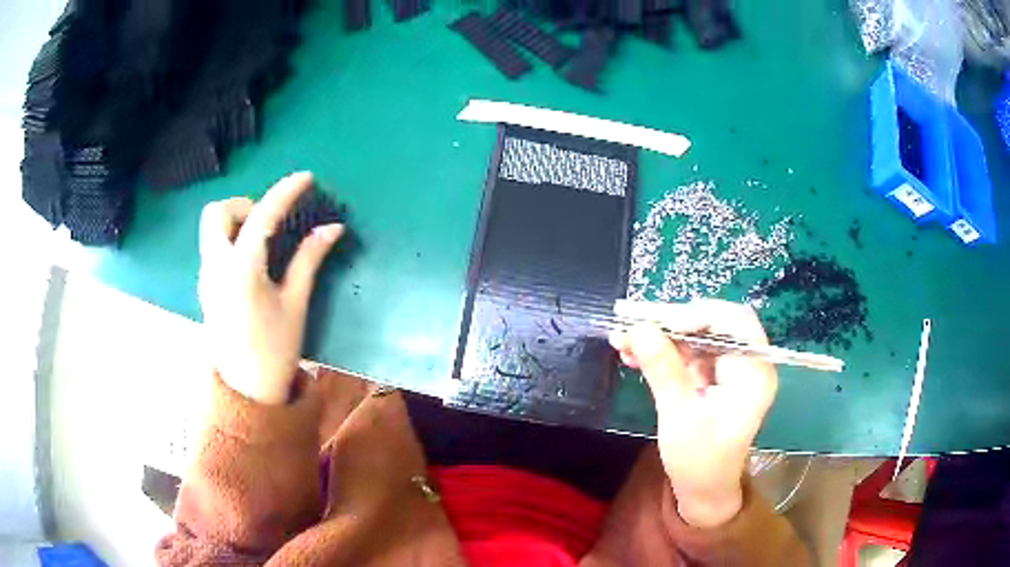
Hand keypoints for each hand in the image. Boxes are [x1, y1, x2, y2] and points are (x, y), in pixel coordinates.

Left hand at [198, 172, 343, 404]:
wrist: (246, 392)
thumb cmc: (274, 351)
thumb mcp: (295, 304)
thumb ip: (309, 260)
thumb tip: (331, 228)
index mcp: (241, 270)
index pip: (262, 215)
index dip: (285, 191)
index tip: (306, 178)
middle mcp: (215, 266)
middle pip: (218, 212)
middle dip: (244, 205)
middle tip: (269, 222)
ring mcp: (206, 277)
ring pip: (211, 229)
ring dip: (236, 221)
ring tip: (263, 242)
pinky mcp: (205, 288)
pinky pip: (213, 247)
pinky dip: (230, 240)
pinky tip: (251, 263)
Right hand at [609, 299, 777, 527]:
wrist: (703, 490)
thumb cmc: (699, 461)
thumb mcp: (679, 416)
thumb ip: (663, 370)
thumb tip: (638, 328)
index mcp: (754, 372)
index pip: (733, 322)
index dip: (696, 315)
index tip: (656, 323)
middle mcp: (747, 363)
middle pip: (713, 324)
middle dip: (671, 323)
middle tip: (632, 323)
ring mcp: (730, 369)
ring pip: (696, 336)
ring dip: (660, 336)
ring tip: (622, 340)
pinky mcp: (714, 376)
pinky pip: (688, 352)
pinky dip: (662, 351)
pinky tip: (633, 354)